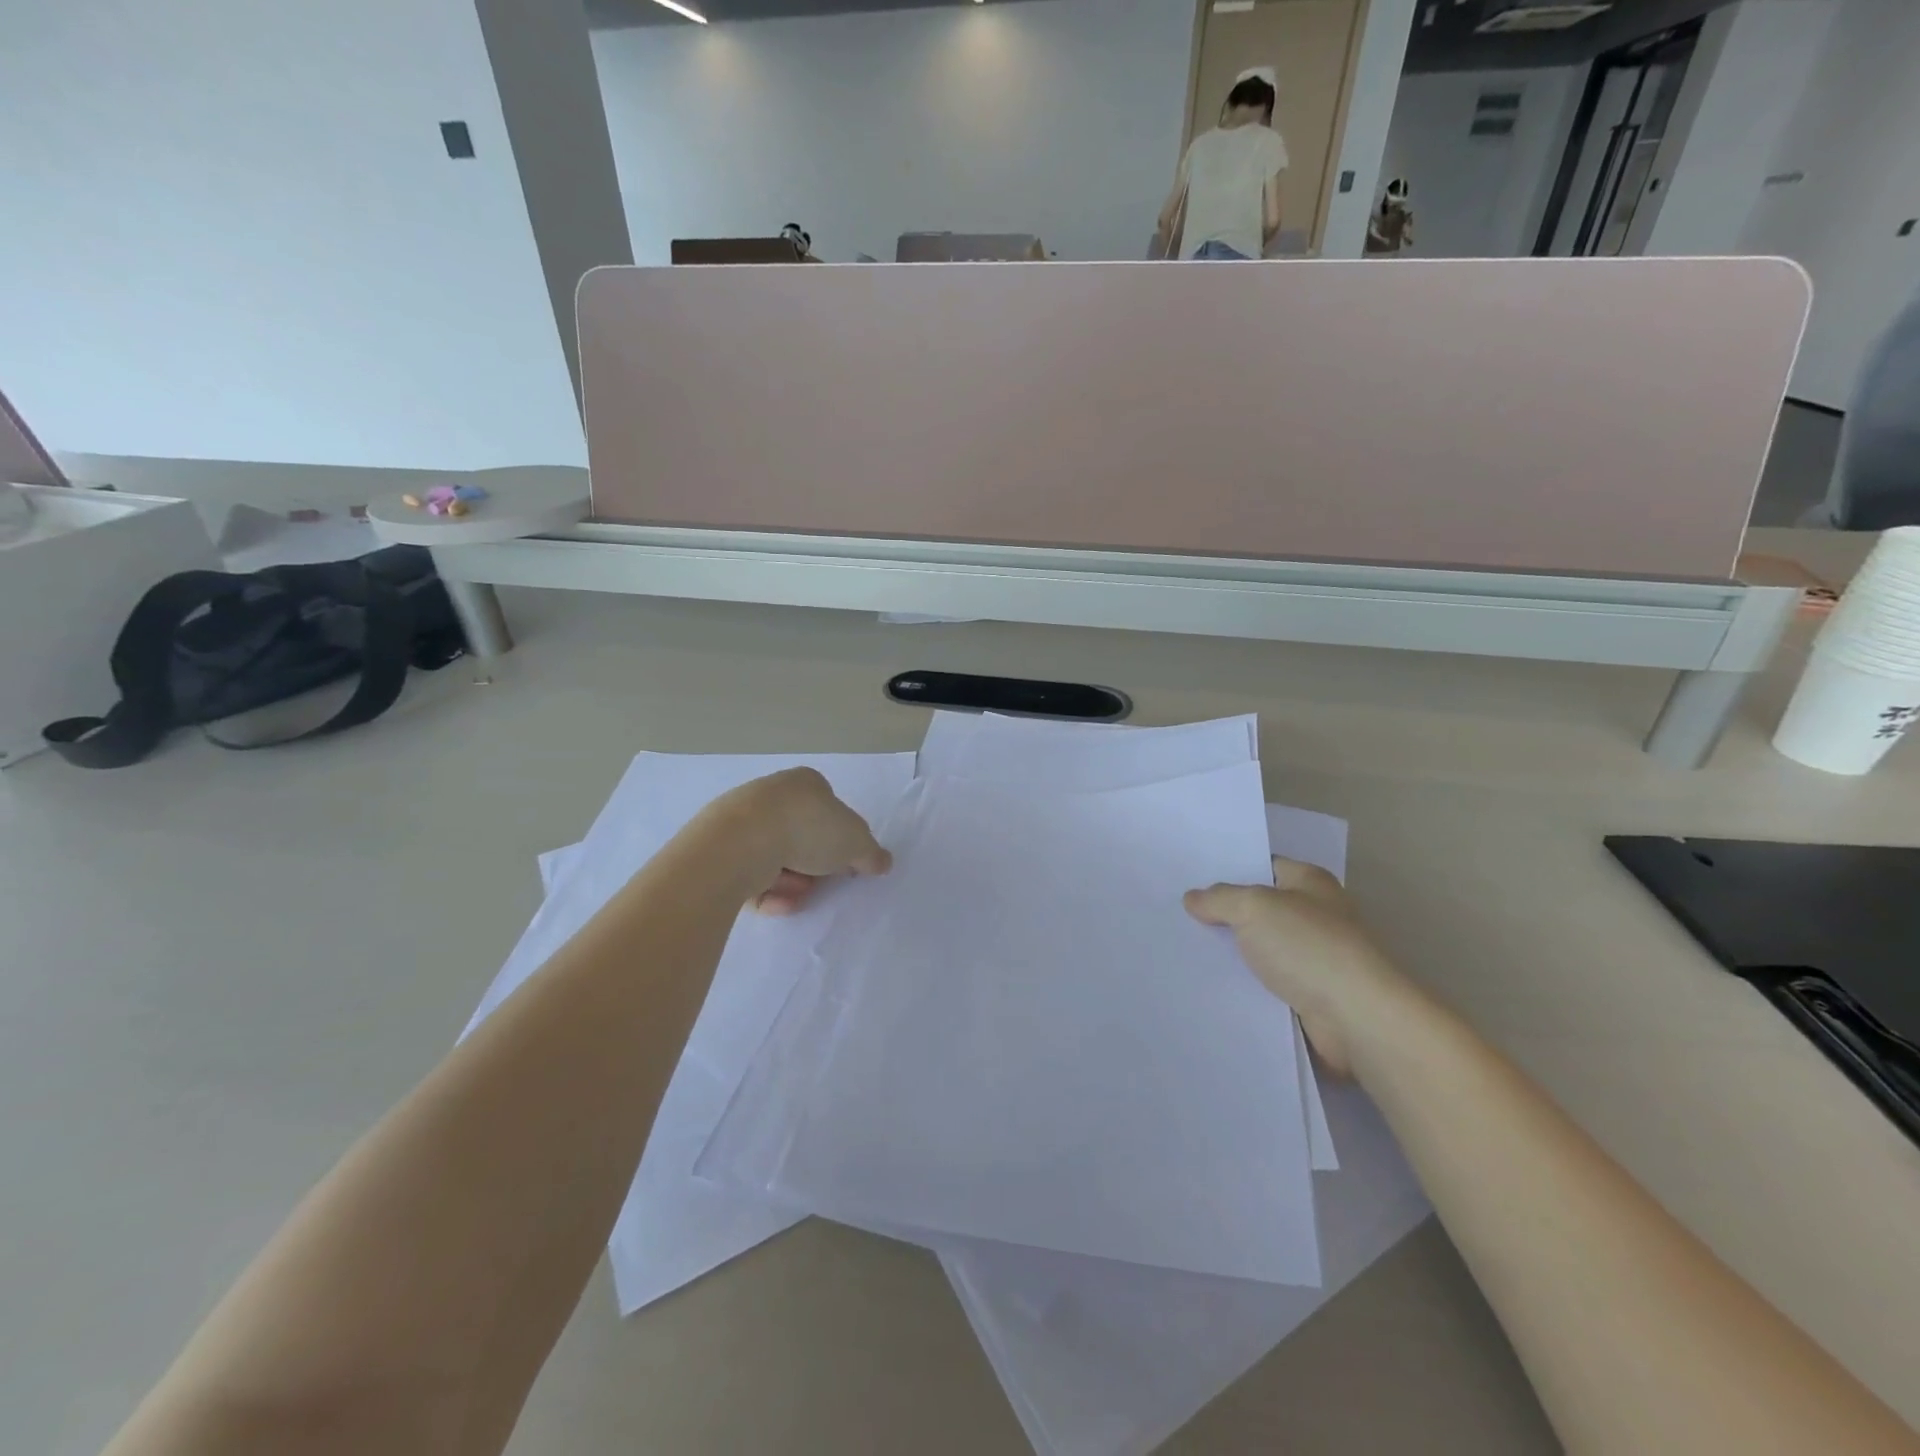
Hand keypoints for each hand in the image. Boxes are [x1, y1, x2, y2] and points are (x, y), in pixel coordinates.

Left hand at [708, 768, 892, 915]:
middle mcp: (772, 795)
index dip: (842, 839)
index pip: (830, 810)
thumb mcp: (856, 842)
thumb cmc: (807, 829)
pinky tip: (779, 903)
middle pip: (802, 836)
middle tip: (823, 883)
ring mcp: (742, 820)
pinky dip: (768, 891)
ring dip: (793, 881)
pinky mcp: (720, 848)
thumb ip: (872, 853)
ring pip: (776, 857)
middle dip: (815, 865)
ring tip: (798, 895)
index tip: (846, 865)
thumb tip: (882, 862)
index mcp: (806, 783)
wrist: (740, 842)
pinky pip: (750, 874)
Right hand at [1185, 857, 1425, 1075]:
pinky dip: (1244, 983)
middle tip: (1179, 913)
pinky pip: (1267, 982)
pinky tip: (1211, 983)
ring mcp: (1314, 956)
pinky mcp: (1309, 994)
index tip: (1191, 877)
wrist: (1357, 1019)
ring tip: (1185, 949)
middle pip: (1259, 908)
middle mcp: (1315, 914)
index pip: (1263, 866)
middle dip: (1224, 913)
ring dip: (1232, 952)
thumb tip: (1193, 898)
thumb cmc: (1309, 948)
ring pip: (1260, 947)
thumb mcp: (1254, 908)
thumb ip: (1219, 899)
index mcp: (1310, 882)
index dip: (1229, 870)